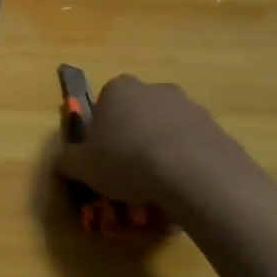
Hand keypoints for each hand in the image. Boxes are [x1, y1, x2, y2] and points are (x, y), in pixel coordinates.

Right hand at [56, 75, 276, 219]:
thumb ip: (66, 161)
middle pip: (138, 113)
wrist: (193, 173)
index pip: (104, 104)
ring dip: (161, 149)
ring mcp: (190, 106)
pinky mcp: (217, 129)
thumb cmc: (127, 160)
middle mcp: (154, 89)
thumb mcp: (82, 165)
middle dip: (133, 136)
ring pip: (167, 129)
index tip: (102, 156)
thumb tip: (59, 162)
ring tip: (157, 185)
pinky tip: (182, 188)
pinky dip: (186, 162)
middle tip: (128, 171)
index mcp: (119, 89)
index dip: (101, 131)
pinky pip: (193, 146)